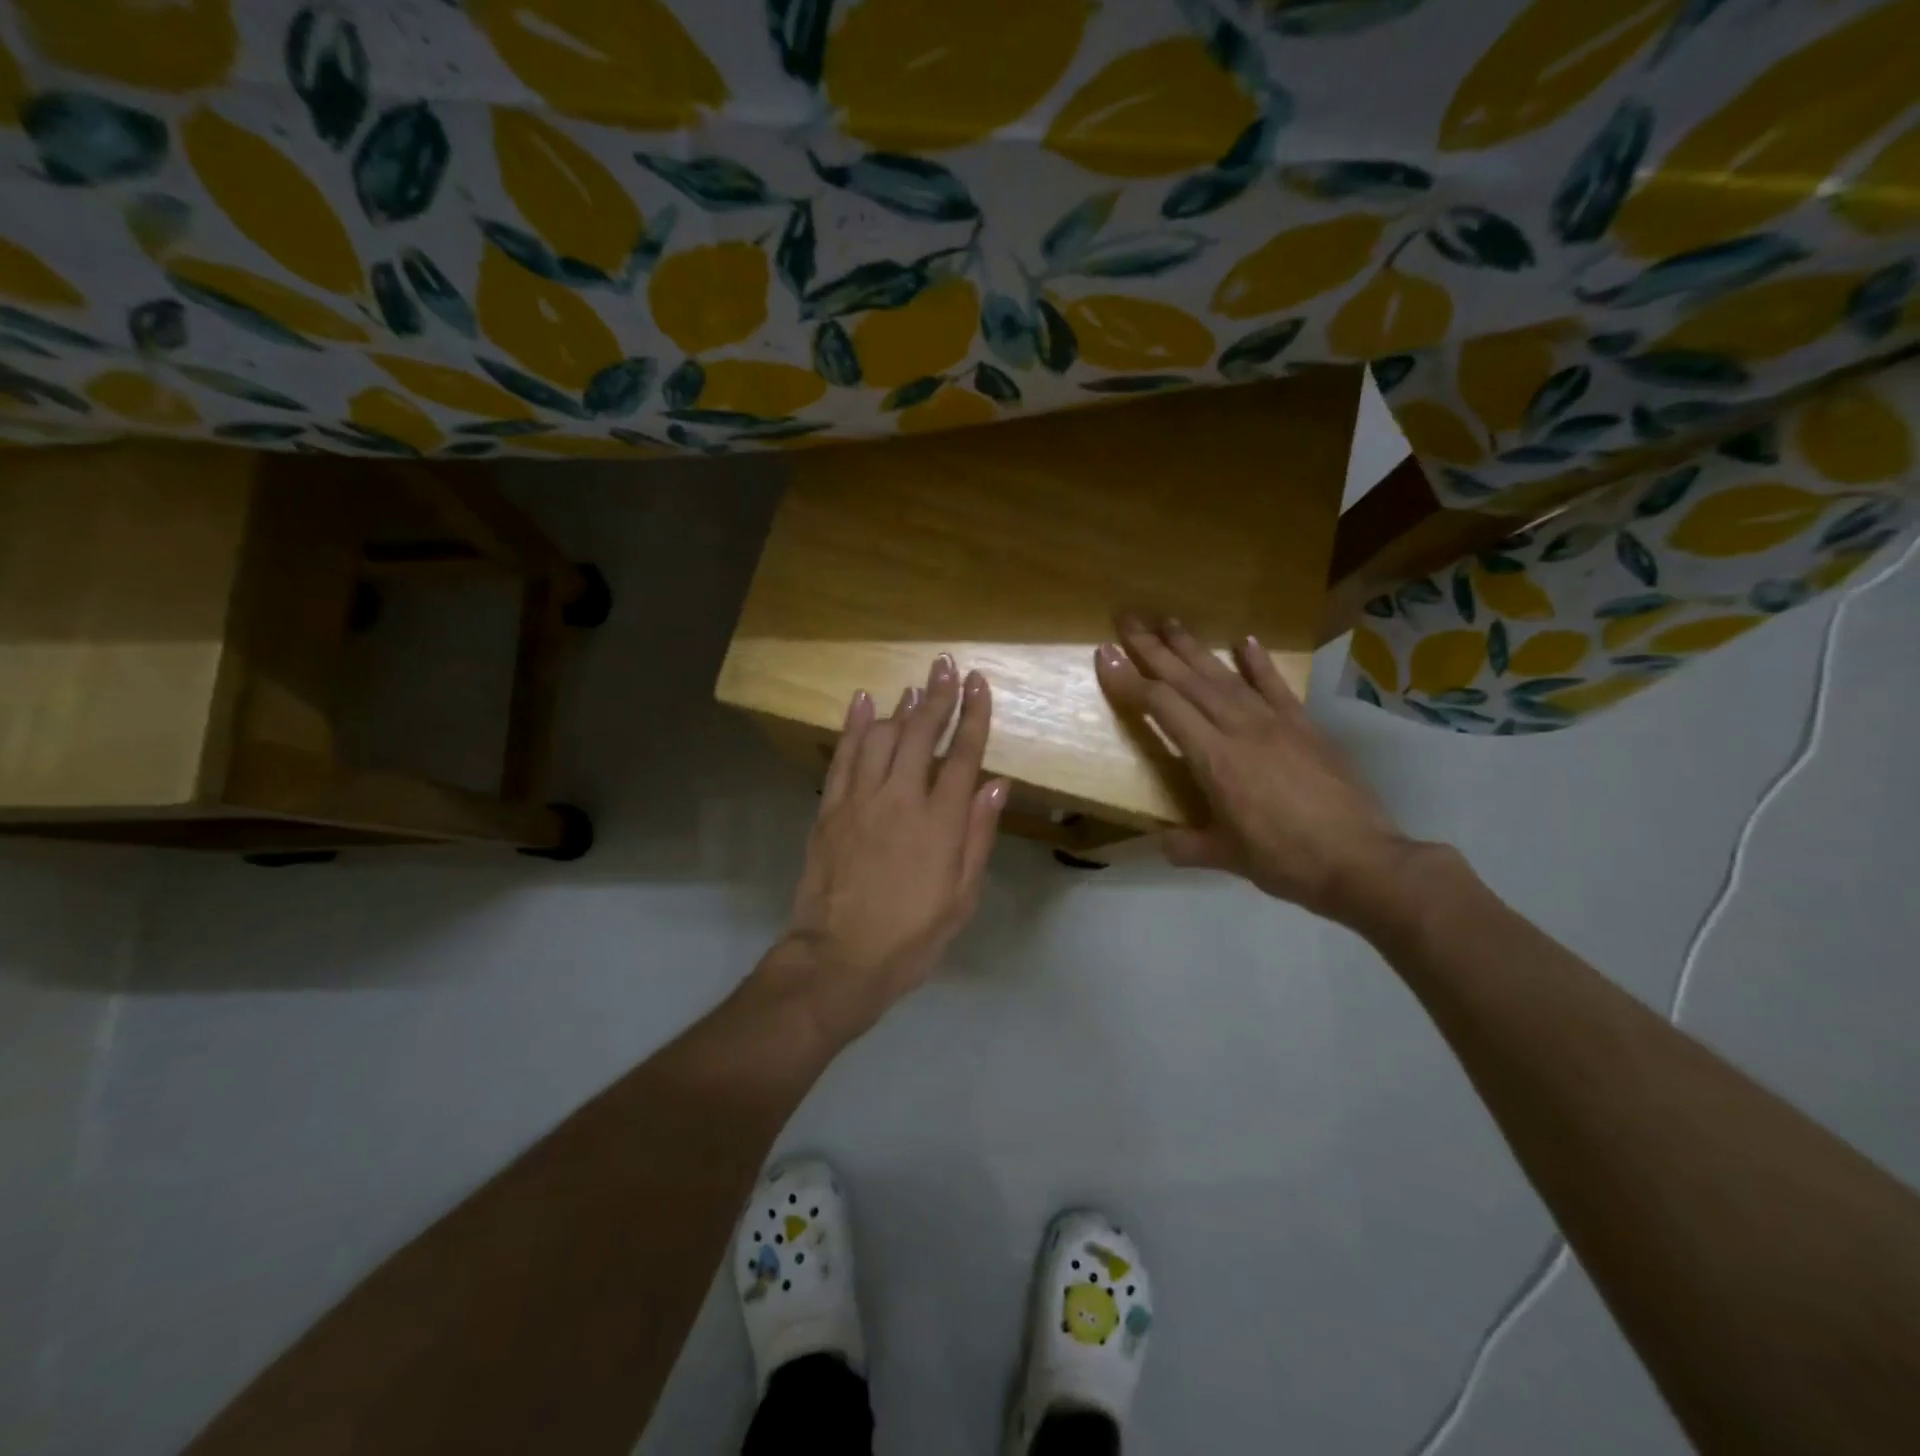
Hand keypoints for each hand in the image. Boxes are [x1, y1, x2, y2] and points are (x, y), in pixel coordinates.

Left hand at [771, 654, 1008, 1044]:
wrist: (839, 960)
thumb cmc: (911, 936)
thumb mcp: (961, 897)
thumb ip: (978, 836)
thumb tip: (996, 784)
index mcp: (940, 823)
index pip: (962, 755)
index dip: (973, 715)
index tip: (978, 683)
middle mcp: (900, 799)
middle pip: (920, 734)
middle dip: (937, 696)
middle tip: (947, 665)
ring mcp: (860, 800)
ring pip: (881, 736)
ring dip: (900, 706)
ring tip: (915, 686)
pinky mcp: (829, 809)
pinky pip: (842, 756)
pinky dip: (854, 725)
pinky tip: (863, 702)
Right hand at [1094, 614, 1414, 926]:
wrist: (1362, 861)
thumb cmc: (1286, 860)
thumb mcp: (1227, 858)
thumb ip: (1188, 846)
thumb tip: (1161, 842)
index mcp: (1215, 760)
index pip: (1163, 708)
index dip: (1130, 680)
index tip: (1106, 654)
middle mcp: (1240, 729)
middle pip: (1189, 680)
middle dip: (1154, 649)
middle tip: (1128, 620)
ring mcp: (1276, 723)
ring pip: (1225, 676)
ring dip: (1194, 647)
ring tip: (1169, 621)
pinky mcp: (1305, 727)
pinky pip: (1276, 686)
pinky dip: (1258, 662)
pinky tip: (1244, 640)